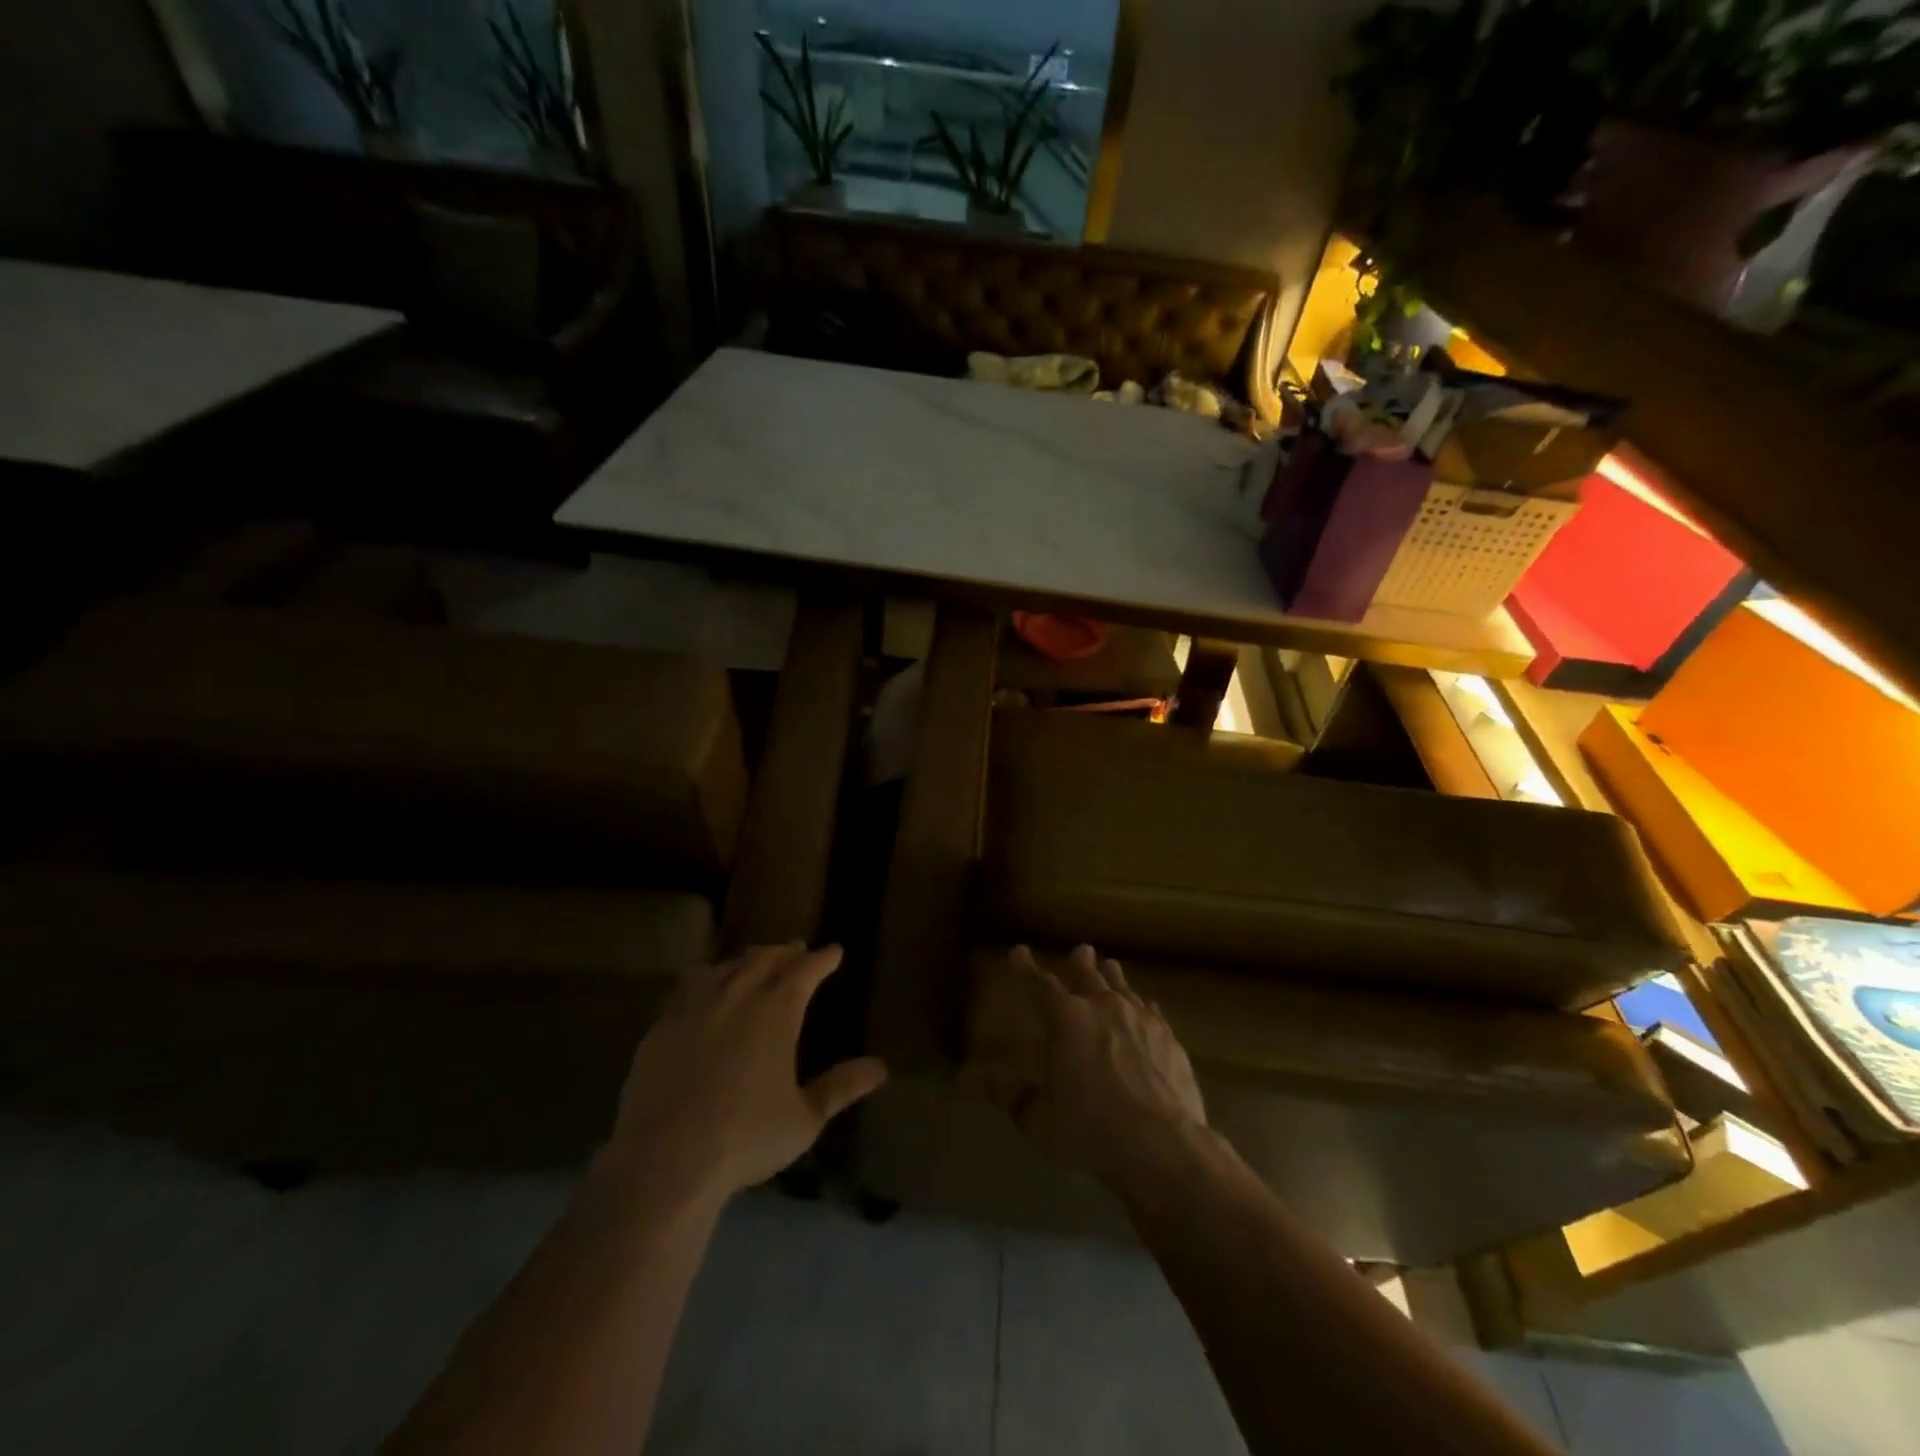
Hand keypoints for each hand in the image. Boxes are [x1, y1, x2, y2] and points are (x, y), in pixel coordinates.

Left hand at [600, 944, 886, 1206]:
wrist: (665, 1159)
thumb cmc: (746, 1138)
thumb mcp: (805, 1118)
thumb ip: (841, 1087)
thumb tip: (880, 1067)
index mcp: (777, 1012)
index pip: (805, 971)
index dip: (822, 959)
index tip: (834, 951)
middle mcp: (738, 997)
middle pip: (765, 960)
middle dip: (785, 952)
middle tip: (797, 949)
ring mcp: (695, 1008)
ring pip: (727, 968)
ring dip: (747, 961)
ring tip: (755, 961)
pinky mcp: (662, 1027)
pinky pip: (688, 987)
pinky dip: (707, 978)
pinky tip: (704, 988)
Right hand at [1003, 944, 1206, 1191]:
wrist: (1161, 1145)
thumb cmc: (1091, 1130)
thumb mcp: (1039, 1123)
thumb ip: (1015, 1099)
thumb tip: (986, 1083)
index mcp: (1066, 1020)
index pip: (1040, 985)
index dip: (1026, 968)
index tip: (1018, 952)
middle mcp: (1103, 1007)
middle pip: (1088, 975)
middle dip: (1080, 961)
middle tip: (1081, 950)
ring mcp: (1140, 1018)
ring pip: (1122, 987)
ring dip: (1112, 976)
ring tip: (1110, 966)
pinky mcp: (1168, 1037)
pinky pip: (1151, 1011)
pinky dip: (1143, 1005)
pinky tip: (1147, 1007)